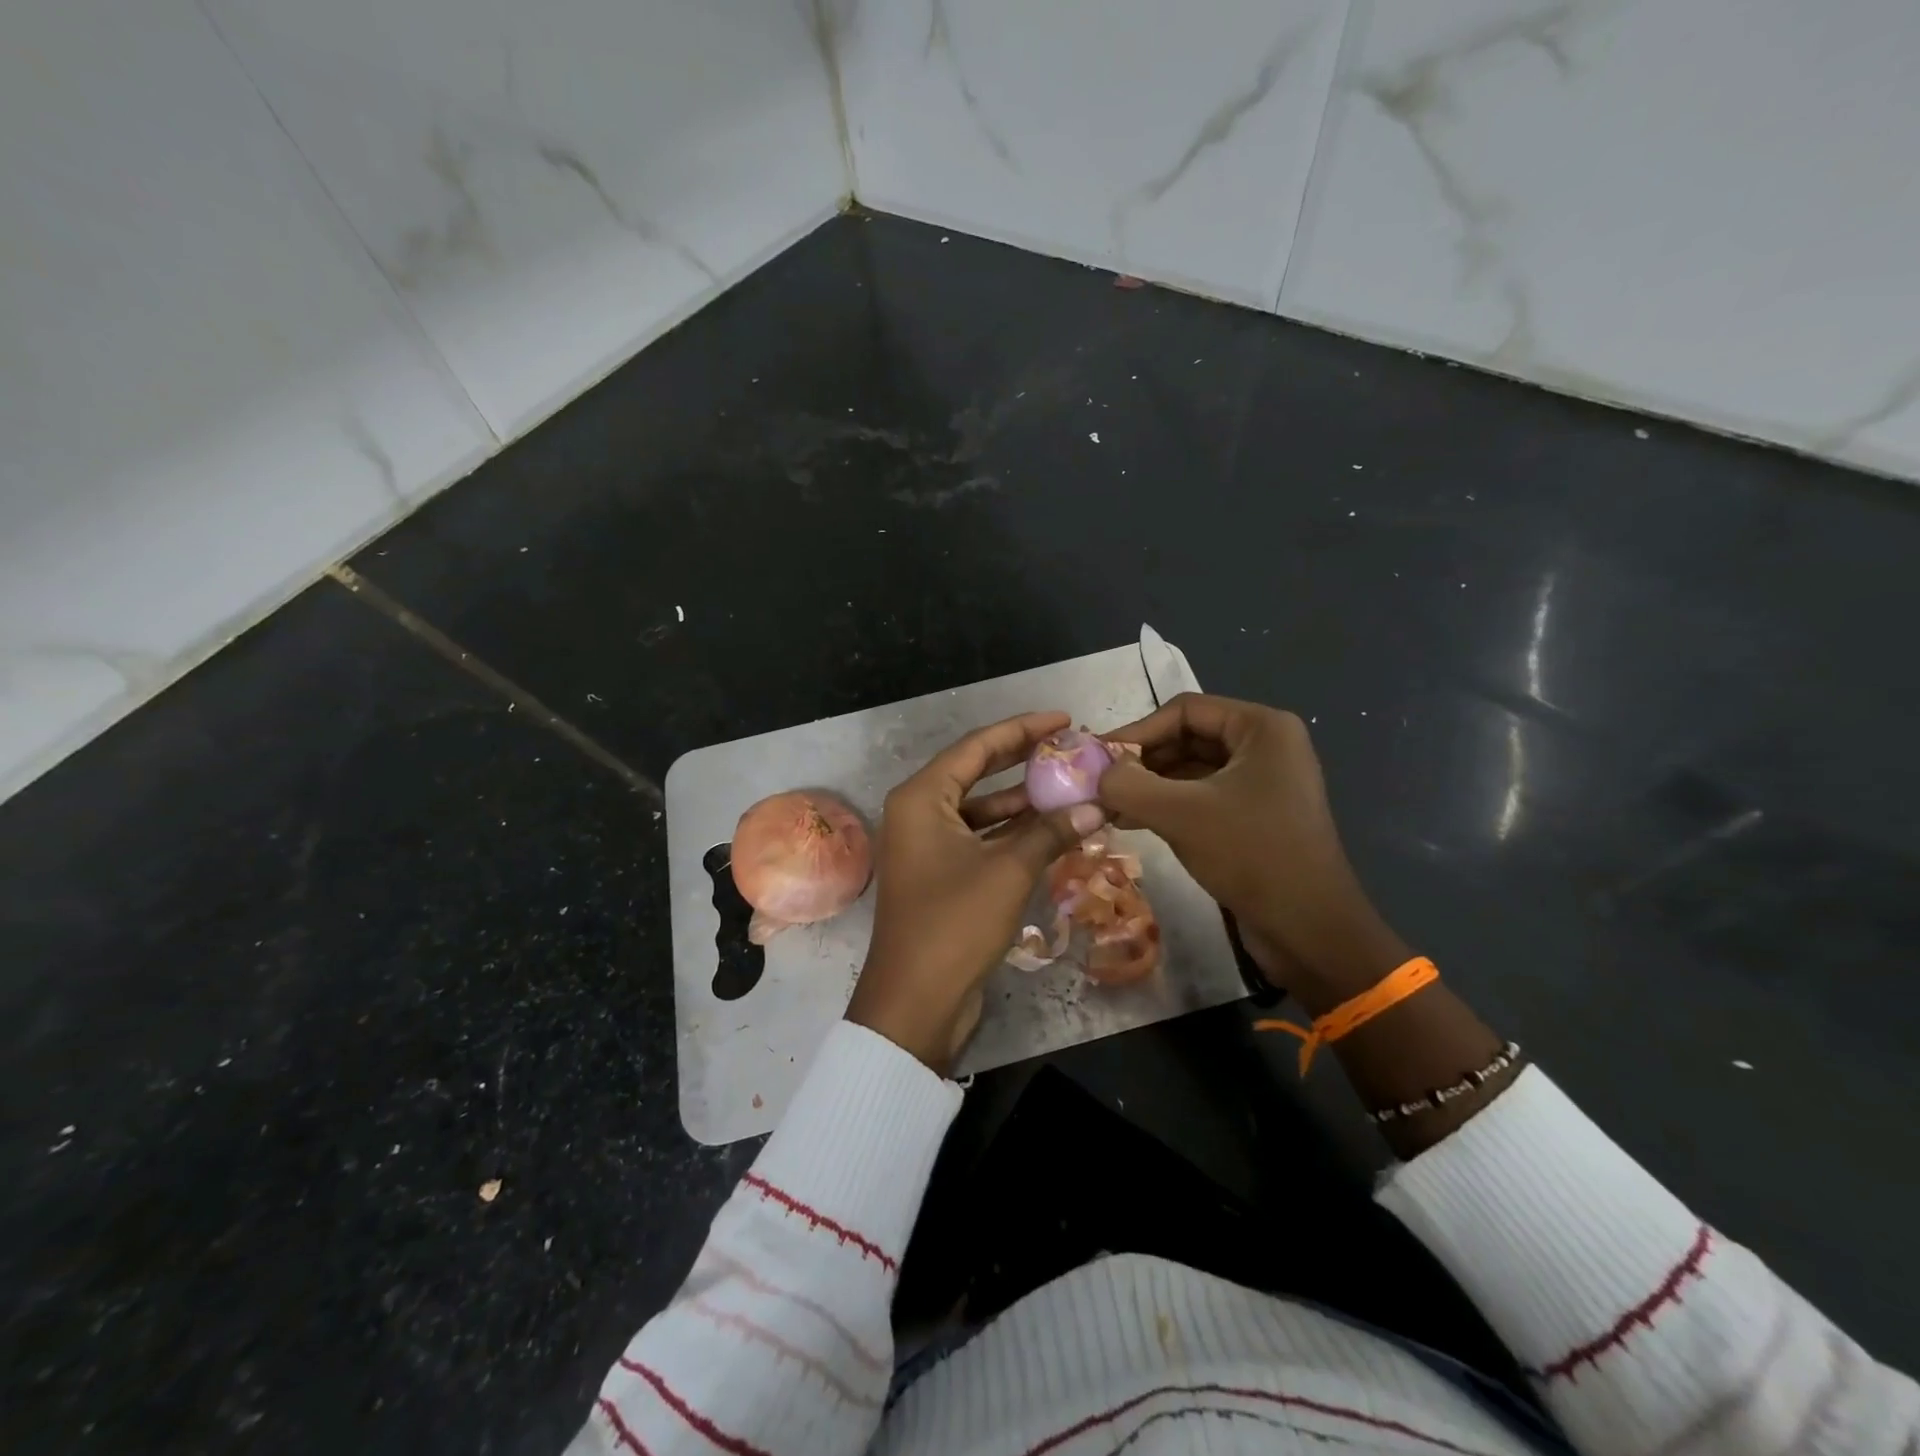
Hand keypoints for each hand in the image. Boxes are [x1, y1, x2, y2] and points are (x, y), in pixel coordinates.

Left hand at [847, 711, 1106, 1072]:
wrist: (915, 1003)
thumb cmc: (954, 924)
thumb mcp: (1009, 871)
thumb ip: (1051, 832)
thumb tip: (1097, 807)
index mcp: (921, 798)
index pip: (977, 747)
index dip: (1022, 730)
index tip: (1063, 720)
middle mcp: (919, 813)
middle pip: (977, 772)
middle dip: (1023, 760)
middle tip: (1069, 747)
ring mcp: (928, 846)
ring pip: (981, 809)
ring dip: (1023, 801)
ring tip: (1071, 786)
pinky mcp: (941, 875)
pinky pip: (981, 840)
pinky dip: (1013, 834)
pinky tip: (1053, 830)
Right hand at [1097, 693, 1407, 1013]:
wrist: (1310, 930)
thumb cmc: (1251, 855)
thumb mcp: (1181, 814)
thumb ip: (1128, 785)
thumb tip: (1095, 774)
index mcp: (1261, 728)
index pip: (1184, 710)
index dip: (1137, 731)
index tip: (1098, 758)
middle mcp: (1265, 746)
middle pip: (1187, 737)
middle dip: (1141, 761)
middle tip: (1100, 784)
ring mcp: (1263, 782)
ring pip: (1191, 770)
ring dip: (1149, 785)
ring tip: (1108, 806)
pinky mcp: (1255, 816)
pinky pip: (1202, 797)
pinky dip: (1167, 805)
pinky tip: (1132, 821)